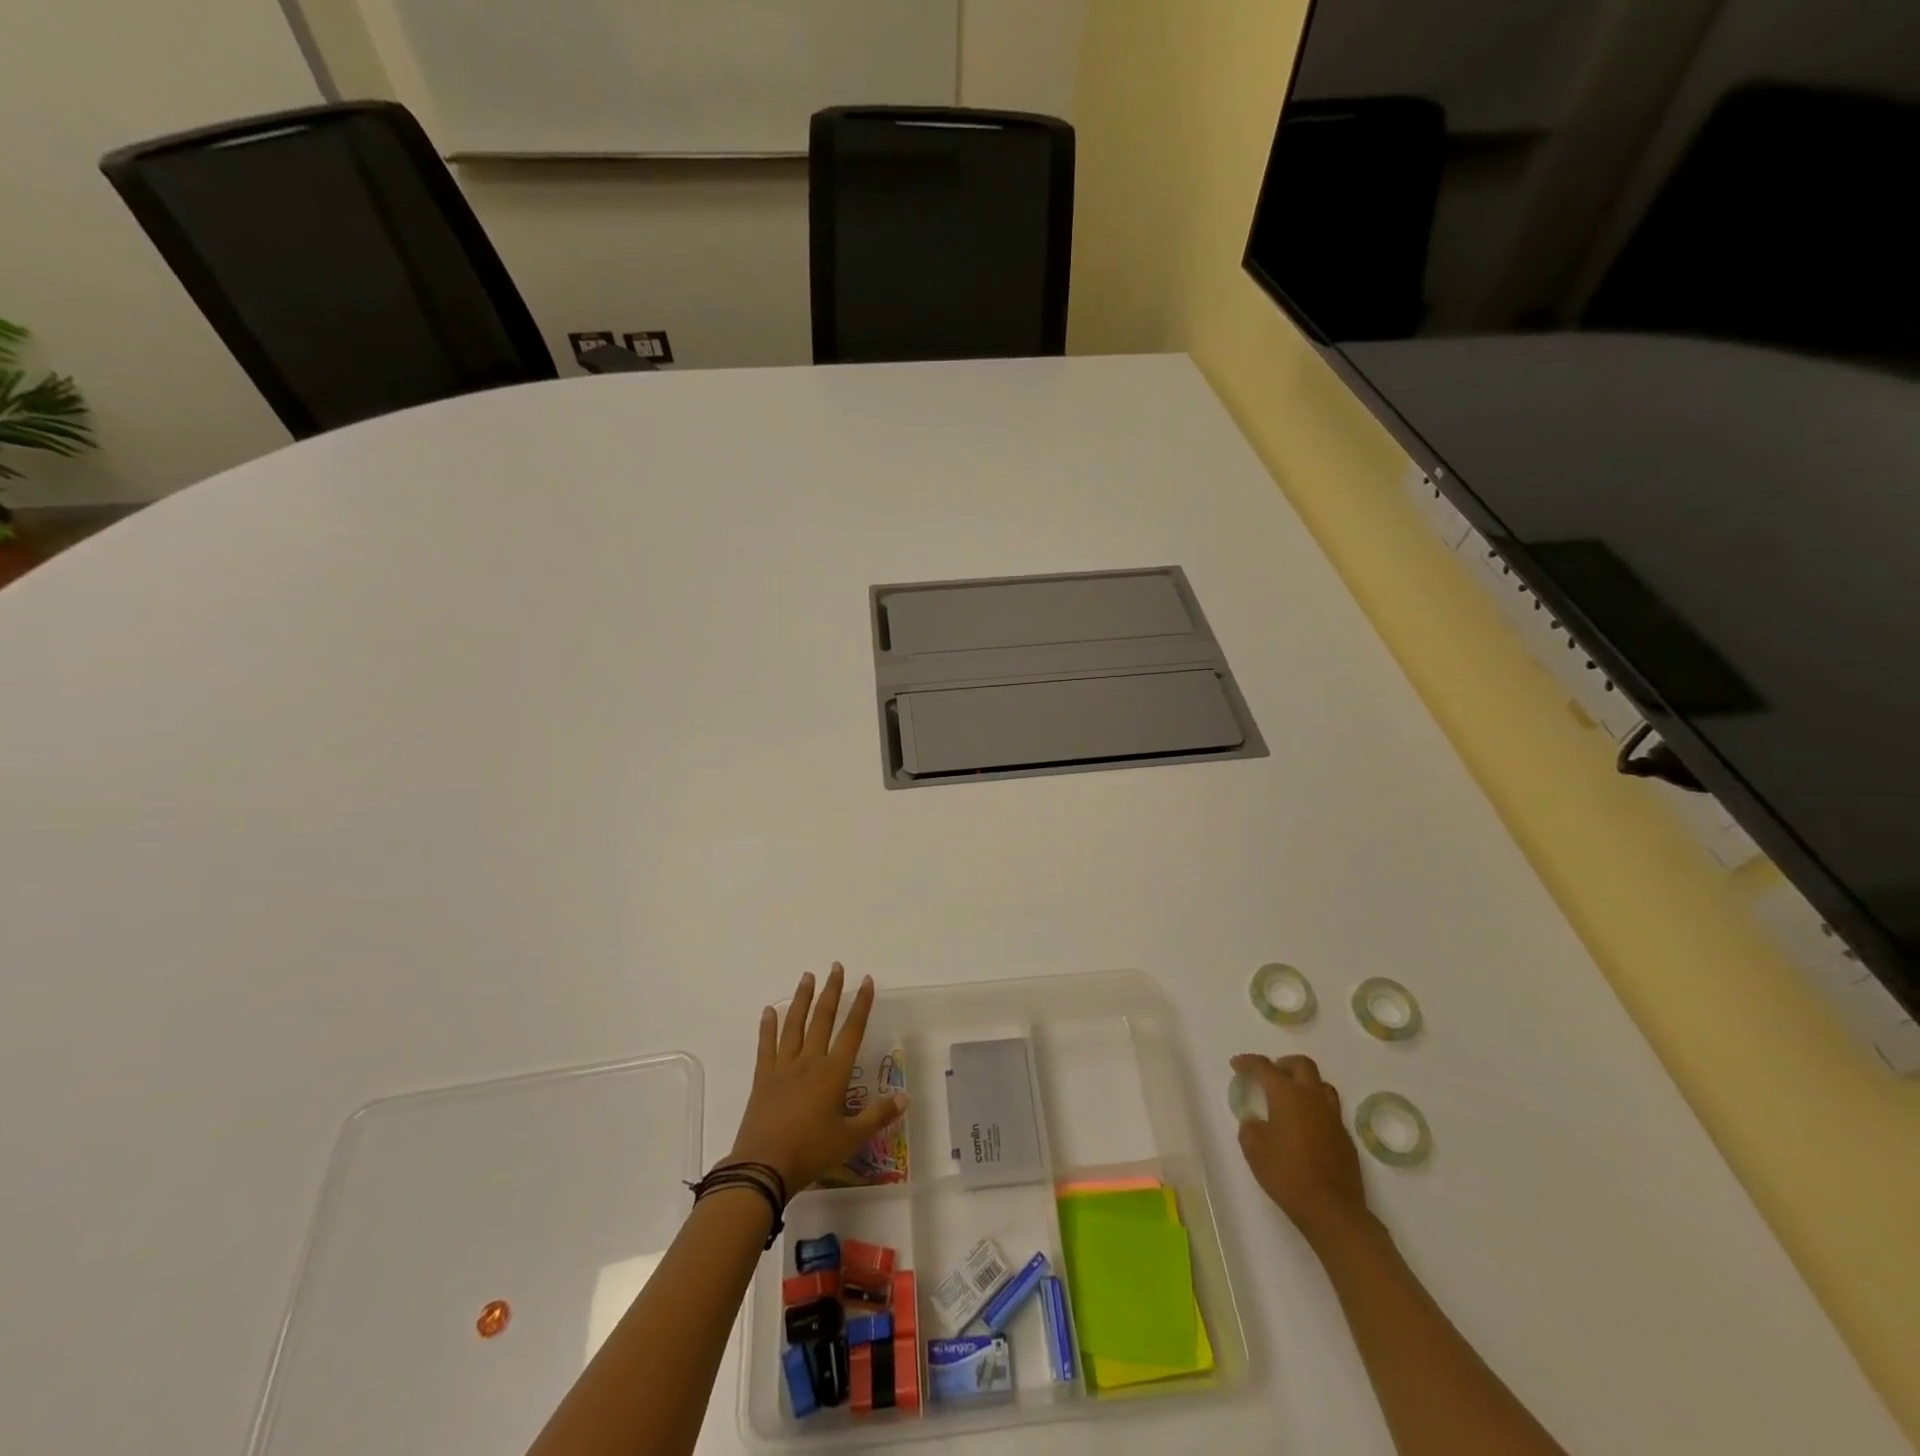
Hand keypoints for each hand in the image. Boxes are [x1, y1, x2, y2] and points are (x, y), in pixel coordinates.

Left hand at [727, 964, 908, 1194]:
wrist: (763, 1168)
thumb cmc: (811, 1152)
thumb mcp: (851, 1138)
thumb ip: (878, 1116)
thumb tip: (905, 1097)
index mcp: (833, 1073)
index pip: (852, 1030)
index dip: (861, 1004)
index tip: (866, 980)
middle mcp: (810, 1061)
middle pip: (822, 1018)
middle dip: (832, 991)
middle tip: (836, 967)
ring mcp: (783, 1067)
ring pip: (794, 1024)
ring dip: (802, 998)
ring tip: (807, 976)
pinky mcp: (763, 1078)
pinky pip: (766, 1045)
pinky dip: (768, 1026)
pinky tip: (770, 1010)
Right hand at [1231, 1053, 1370, 1247]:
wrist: (1332, 1210)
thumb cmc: (1287, 1174)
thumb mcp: (1254, 1150)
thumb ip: (1250, 1127)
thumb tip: (1255, 1121)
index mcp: (1287, 1095)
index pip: (1264, 1066)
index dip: (1248, 1062)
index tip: (1236, 1065)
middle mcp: (1312, 1098)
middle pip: (1302, 1064)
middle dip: (1283, 1064)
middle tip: (1270, 1076)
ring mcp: (1333, 1118)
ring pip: (1322, 1085)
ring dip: (1304, 1084)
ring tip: (1290, 1098)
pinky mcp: (1345, 1138)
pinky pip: (1330, 1111)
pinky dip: (1315, 1109)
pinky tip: (1306, 1128)